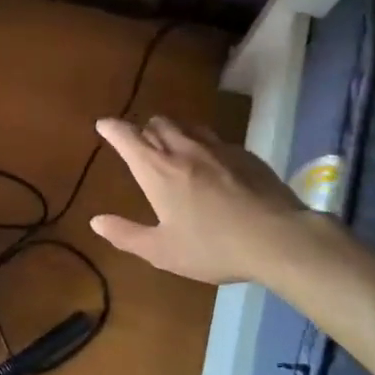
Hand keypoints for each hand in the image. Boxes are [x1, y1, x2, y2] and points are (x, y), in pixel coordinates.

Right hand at [89, 116, 317, 285]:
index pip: (128, 137)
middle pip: (158, 123)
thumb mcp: (162, 251)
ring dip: (174, 131)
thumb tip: (96, 221)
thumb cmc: (212, 247)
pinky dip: (204, 144)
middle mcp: (184, 150)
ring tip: (174, 147)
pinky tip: (212, 164)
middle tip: (141, 143)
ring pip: (188, 126)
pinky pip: (216, 140)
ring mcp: (218, 148)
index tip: (103, 124)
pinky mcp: (245, 154)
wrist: (278, 239)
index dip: (112, 128)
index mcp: (158, 170)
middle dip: (144, 129)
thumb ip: (126, 235)